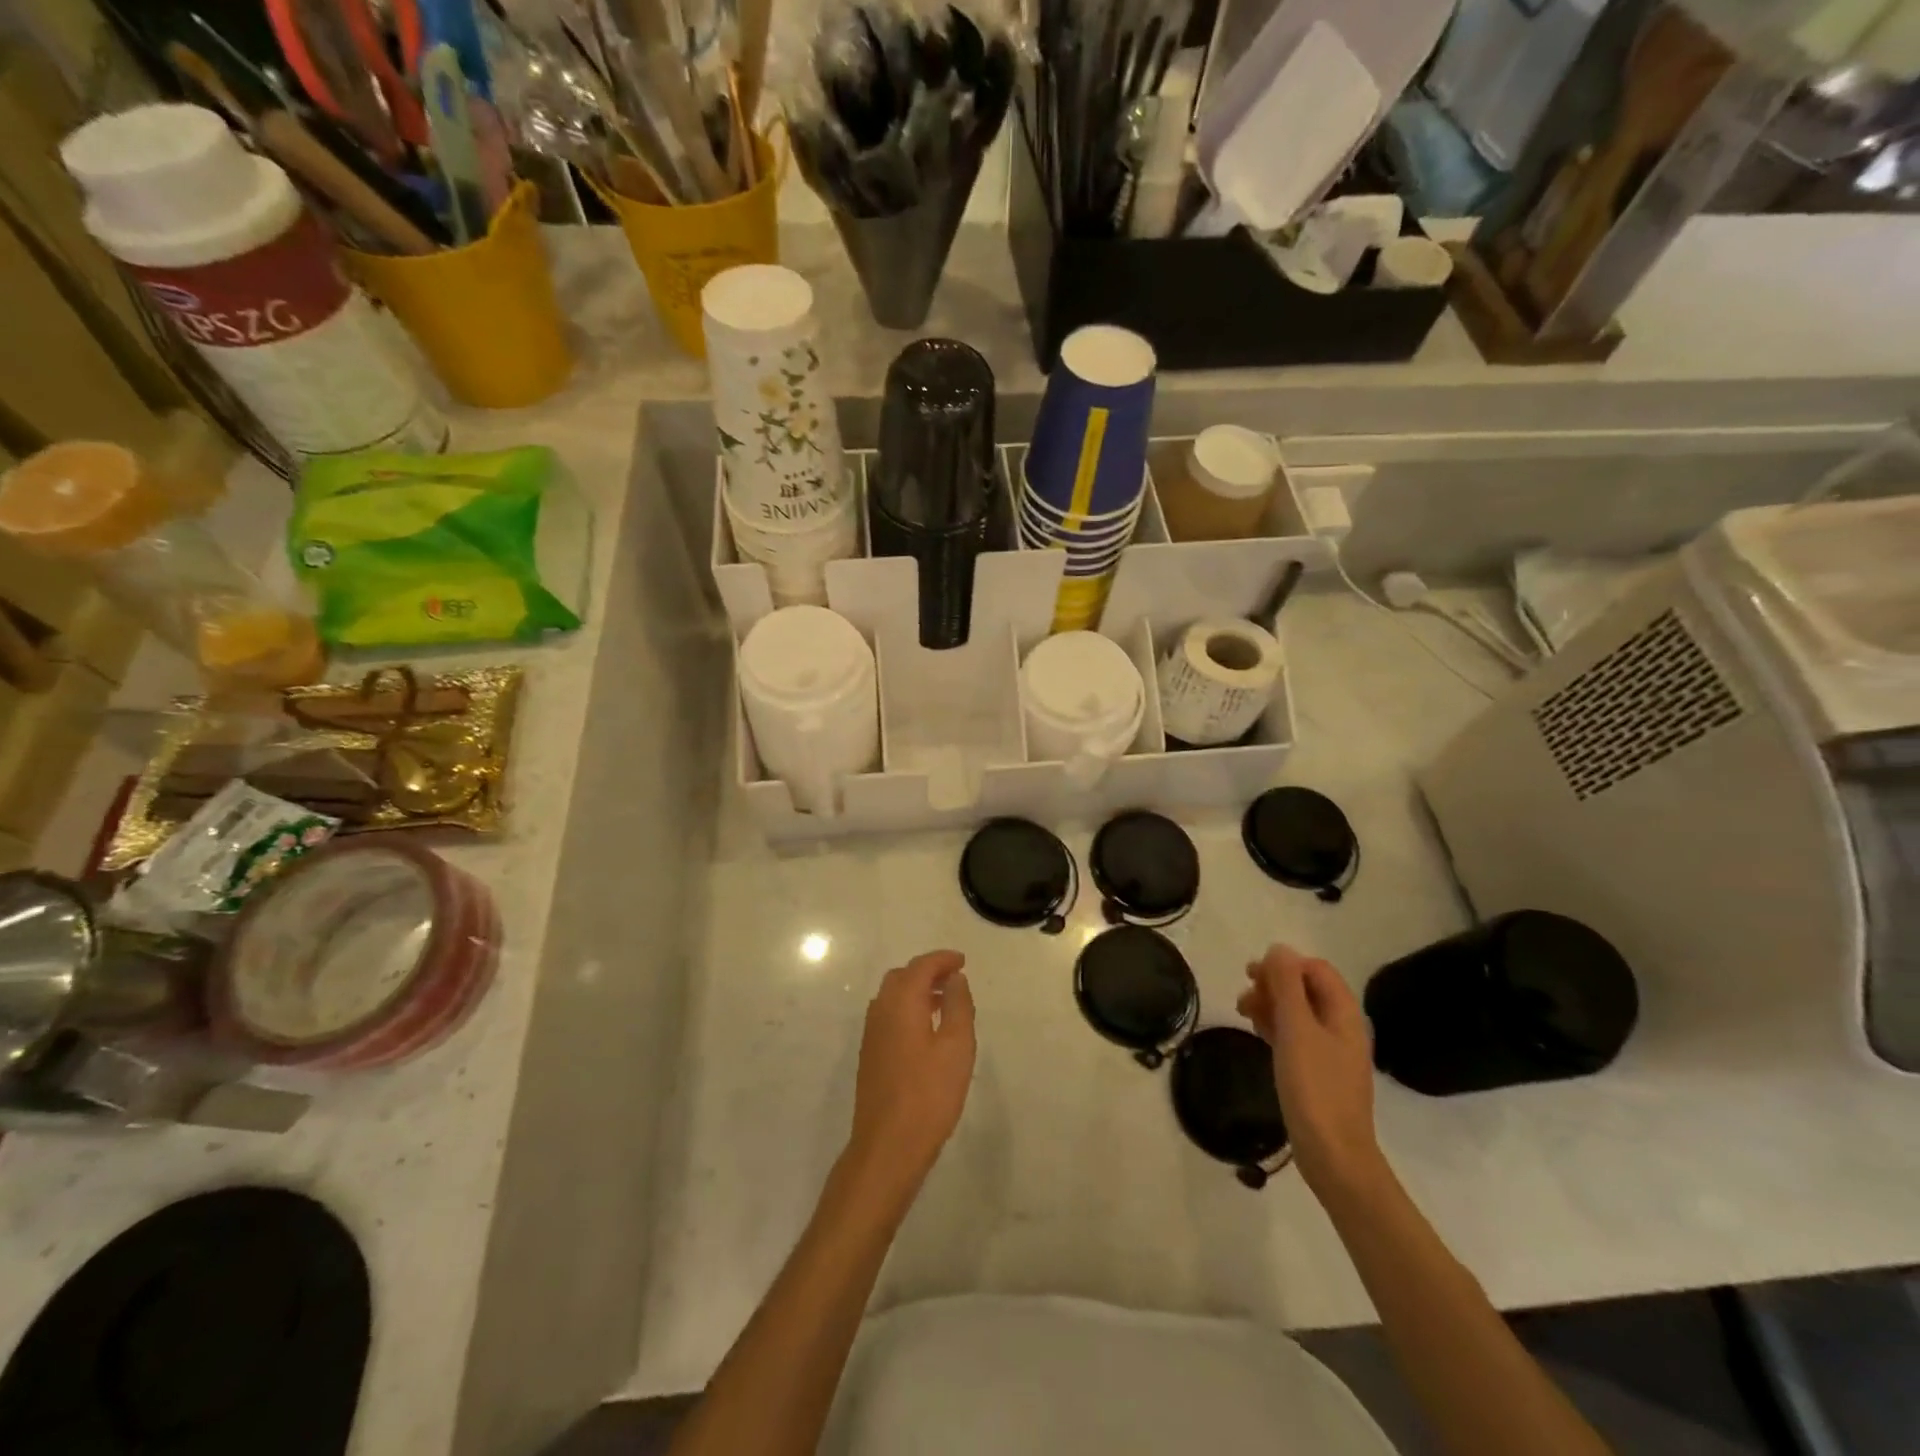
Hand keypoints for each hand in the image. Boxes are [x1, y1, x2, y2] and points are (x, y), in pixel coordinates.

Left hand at [846, 950, 975, 1203]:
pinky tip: (925, 1030)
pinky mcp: (870, 1055)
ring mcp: (871, 1034)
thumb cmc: (929, 1095)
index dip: (942, 959)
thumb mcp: (956, 1047)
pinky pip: (888, 1015)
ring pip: (892, 996)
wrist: (888, 1146)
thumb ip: (958, 1006)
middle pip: (902, 977)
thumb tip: (954, 978)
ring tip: (944, 1002)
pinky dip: (907, 1008)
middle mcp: (881, 1011)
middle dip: (928, 971)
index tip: (962, 961)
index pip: (921, 967)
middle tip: (954, 979)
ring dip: (916, 990)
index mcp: (901, 1003)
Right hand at [1238, 945, 1385, 1201]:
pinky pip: (1295, 1035)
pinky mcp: (1318, 1071)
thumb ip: (1287, 985)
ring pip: (1298, 1012)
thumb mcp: (1296, 1029)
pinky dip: (1275, 1027)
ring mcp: (1331, 1051)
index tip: (1253, 976)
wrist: (1333, 1155)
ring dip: (1270, 1004)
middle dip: (1274, 984)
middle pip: (1306, 988)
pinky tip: (1257, 1032)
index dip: (1284, 965)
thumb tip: (1279, 948)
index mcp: (1344, 1013)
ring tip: (1243, 1012)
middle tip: (1244, 995)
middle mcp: (1341, 1027)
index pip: (1315, 969)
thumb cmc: (1314, 1087)